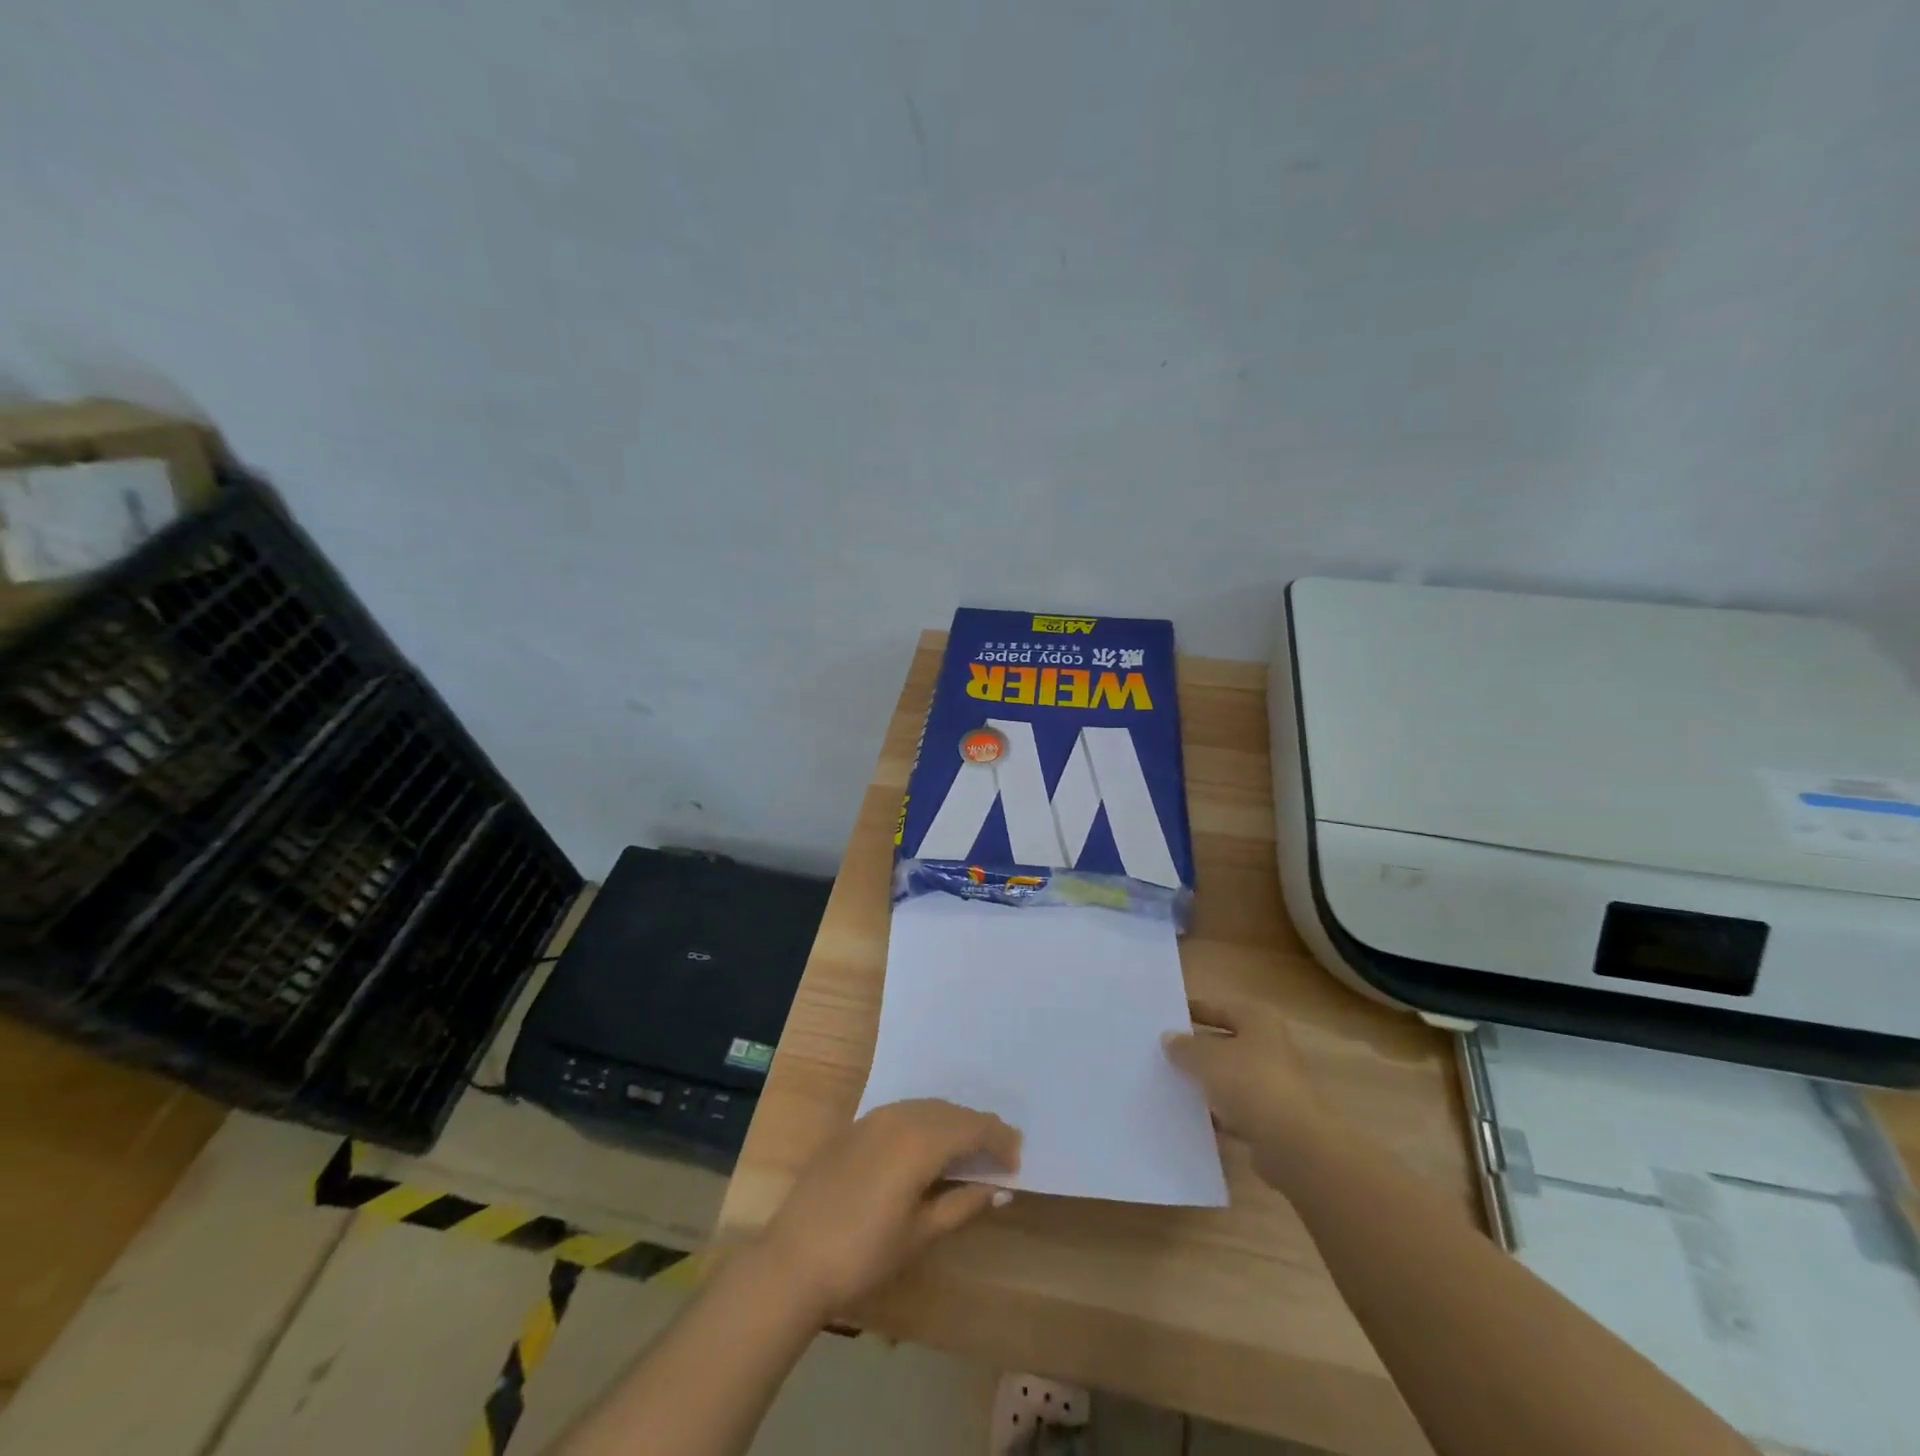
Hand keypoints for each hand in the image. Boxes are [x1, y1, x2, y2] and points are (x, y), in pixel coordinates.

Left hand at [757, 1099, 1020, 1317]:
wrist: (793, 1258)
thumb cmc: (863, 1253)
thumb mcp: (920, 1234)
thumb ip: (963, 1204)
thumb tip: (1000, 1188)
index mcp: (920, 1140)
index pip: (972, 1128)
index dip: (999, 1141)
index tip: (1017, 1160)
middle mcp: (900, 1116)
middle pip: (951, 1112)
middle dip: (979, 1128)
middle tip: (1001, 1153)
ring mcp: (874, 1117)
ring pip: (927, 1107)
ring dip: (953, 1123)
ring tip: (970, 1149)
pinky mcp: (856, 1126)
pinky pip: (904, 1112)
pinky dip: (926, 1123)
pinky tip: (930, 1146)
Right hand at [1163, 998, 1329, 1188]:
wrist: (1292, 1145)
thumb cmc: (1250, 1084)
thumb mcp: (1206, 1058)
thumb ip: (1184, 1046)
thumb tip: (1169, 1038)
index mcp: (1258, 1022)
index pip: (1219, 1008)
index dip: (1192, 1011)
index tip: (1164, 1019)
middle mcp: (1269, 1048)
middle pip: (1224, 1044)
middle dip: (1196, 1050)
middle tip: (1161, 1053)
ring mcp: (1273, 1086)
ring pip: (1229, 1079)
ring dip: (1204, 1083)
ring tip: (1168, 1085)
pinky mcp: (1271, 1120)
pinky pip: (1235, 1110)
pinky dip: (1216, 1113)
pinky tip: (1189, 1117)